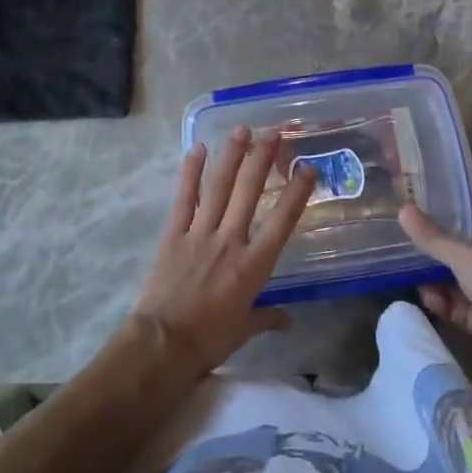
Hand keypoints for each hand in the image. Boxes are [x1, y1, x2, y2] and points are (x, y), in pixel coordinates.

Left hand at [132, 128, 316, 377]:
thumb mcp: (245, 330)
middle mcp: (230, 241)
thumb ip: (268, 318)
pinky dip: (191, 173)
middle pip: (249, 192)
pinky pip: (184, 198)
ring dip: (231, 156)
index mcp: (254, 265)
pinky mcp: (174, 234)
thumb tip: (288, 320)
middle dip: (262, 159)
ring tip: (241, 129)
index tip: (308, 168)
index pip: (281, 221)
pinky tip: (198, 149)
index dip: (296, 193)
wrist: (164, 343)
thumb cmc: (210, 340)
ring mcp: (200, 233)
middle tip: (274, 133)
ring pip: (219, 187)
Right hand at [400, 205, 471, 378]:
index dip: (458, 220)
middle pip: (466, 256)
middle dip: (439, 254)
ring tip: (410, 276)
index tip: (429, 215)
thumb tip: (403, 210)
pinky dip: (443, 304)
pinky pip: (458, 309)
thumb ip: (433, 238)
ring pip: (459, 284)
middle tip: (410, 247)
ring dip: (437, 281)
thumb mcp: (464, 256)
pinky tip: (426, 299)